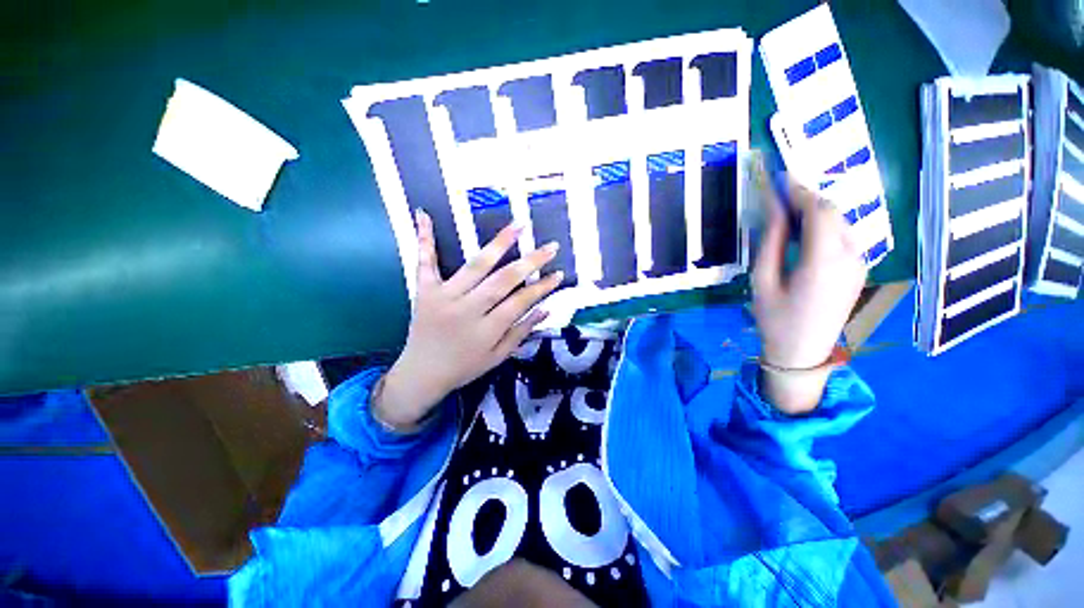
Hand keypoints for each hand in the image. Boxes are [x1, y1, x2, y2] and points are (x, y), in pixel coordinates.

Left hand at [374, 210, 563, 430]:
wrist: (420, 374)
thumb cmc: (464, 367)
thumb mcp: (497, 357)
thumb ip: (521, 333)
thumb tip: (546, 309)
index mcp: (486, 330)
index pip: (520, 302)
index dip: (542, 287)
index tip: (558, 274)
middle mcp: (467, 309)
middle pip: (503, 280)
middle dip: (531, 261)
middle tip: (550, 246)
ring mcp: (443, 297)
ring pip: (475, 265)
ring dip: (499, 243)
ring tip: (518, 225)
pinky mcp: (424, 291)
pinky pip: (425, 262)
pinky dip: (425, 239)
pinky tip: (424, 215)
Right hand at [752, 168, 867, 413]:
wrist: (804, 353)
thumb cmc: (775, 319)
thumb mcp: (762, 281)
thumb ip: (771, 242)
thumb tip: (773, 209)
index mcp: (824, 260)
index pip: (817, 209)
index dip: (797, 190)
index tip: (777, 177)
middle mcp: (850, 255)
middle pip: (832, 211)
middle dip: (805, 197)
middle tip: (777, 195)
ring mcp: (858, 262)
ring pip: (839, 220)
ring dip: (813, 210)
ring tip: (786, 213)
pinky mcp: (858, 268)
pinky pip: (842, 235)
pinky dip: (822, 224)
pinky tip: (802, 233)